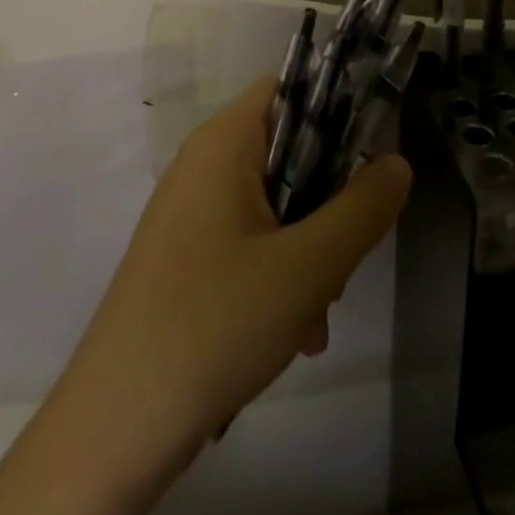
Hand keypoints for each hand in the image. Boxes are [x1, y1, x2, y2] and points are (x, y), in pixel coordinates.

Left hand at [62, 76, 411, 458]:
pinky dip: (278, 275)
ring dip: (308, 251)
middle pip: (288, 152)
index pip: (289, 90)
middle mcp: (204, 164)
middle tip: (343, 261)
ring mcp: (190, 211)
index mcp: (224, 142)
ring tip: (316, 316)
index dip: (335, 114)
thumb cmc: (215, 323)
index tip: (368, 166)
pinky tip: (293, 333)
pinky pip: (248, 241)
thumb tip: (397, 162)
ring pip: (274, 205)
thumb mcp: (308, 267)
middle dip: (327, 205)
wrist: (116, 424)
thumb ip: (362, 210)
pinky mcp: (186, 255)